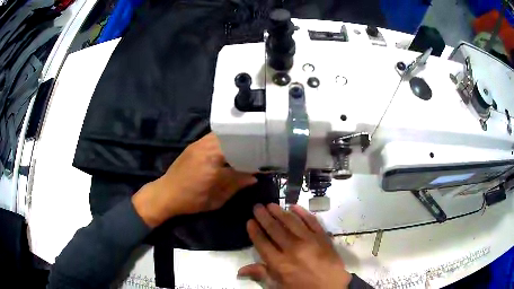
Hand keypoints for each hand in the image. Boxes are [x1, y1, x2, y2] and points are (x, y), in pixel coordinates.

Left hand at [132, 133, 256, 226]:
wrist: (165, 194)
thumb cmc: (191, 201)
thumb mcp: (216, 198)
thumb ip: (236, 185)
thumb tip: (254, 177)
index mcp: (212, 160)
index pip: (239, 151)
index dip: (253, 154)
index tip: (264, 159)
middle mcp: (206, 146)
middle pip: (232, 137)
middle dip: (247, 143)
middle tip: (258, 152)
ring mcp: (199, 143)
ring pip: (224, 134)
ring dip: (235, 140)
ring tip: (247, 148)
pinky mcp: (194, 144)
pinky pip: (214, 137)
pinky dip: (225, 140)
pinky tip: (230, 149)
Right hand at [238, 204, 351, 288]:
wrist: (332, 287)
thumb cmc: (303, 288)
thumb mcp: (279, 287)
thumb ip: (262, 275)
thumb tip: (240, 270)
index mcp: (280, 264)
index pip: (263, 243)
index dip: (255, 231)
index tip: (249, 221)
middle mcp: (293, 249)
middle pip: (275, 229)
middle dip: (264, 217)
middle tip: (257, 207)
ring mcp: (310, 241)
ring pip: (291, 222)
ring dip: (280, 212)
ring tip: (271, 204)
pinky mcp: (323, 237)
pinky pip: (311, 221)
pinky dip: (302, 213)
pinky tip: (294, 206)